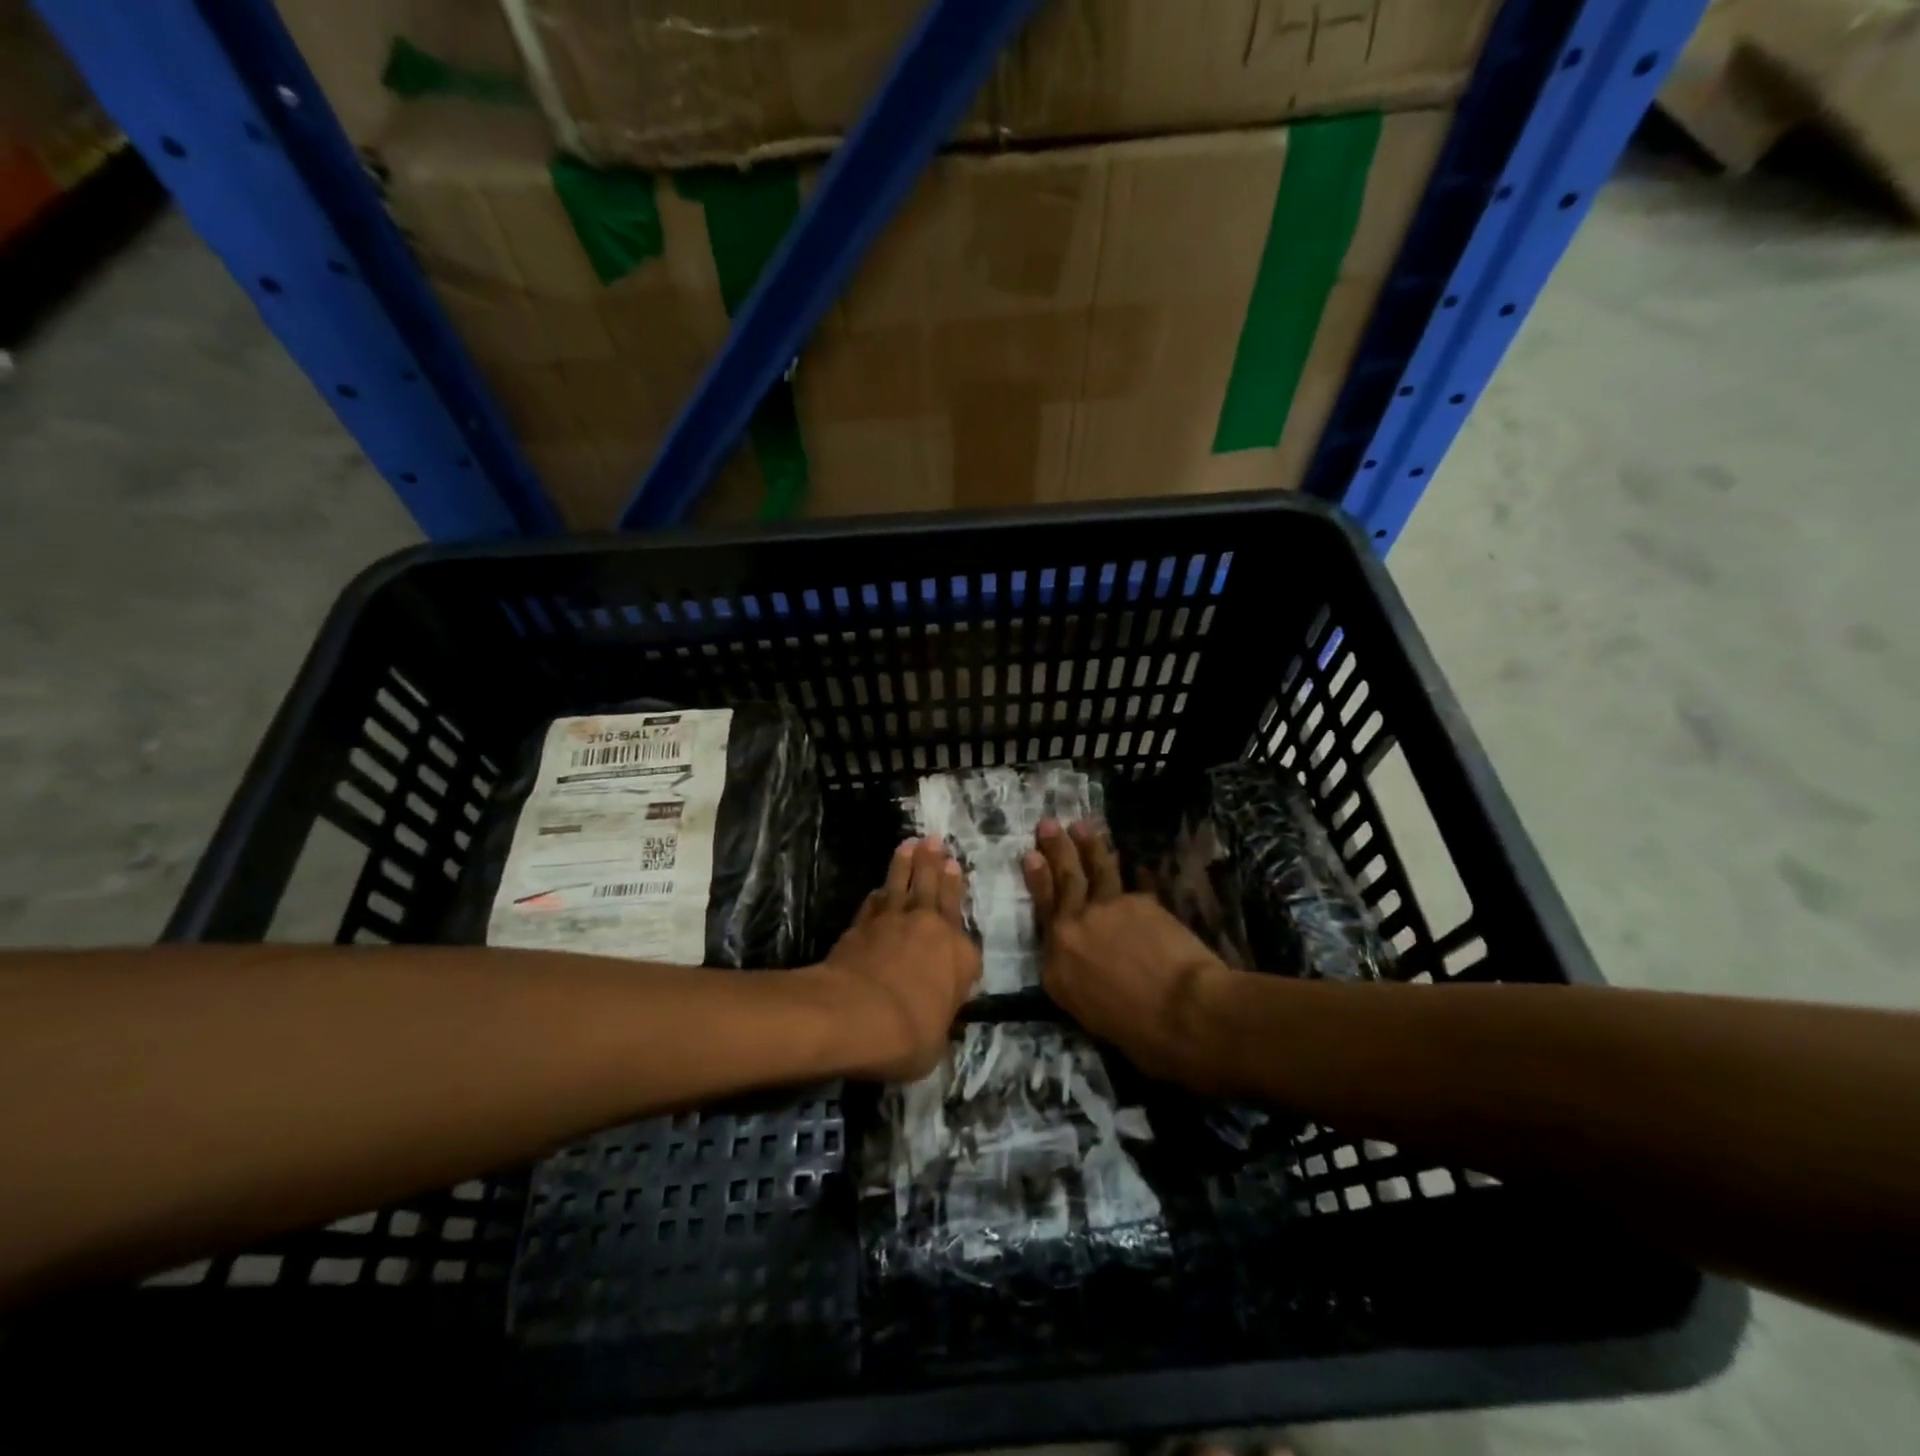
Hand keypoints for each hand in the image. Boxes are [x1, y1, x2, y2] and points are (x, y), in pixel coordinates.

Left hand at [822, 837, 981, 1080]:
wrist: (857, 1014)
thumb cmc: (909, 1034)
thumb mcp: (936, 1043)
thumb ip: (939, 1021)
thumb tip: (935, 1021)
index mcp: (960, 957)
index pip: (965, 931)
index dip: (958, 895)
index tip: (955, 870)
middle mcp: (932, 930)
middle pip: (935, 890)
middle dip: (935, 863)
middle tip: (935, 840)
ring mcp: (894, 923)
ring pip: (904, 885)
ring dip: (907, 864)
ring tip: (910, 843)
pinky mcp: (862, 926)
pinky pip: (874, 903)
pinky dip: (878, 892)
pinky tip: (879, 886)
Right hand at [1025, 819, 1236, 1092]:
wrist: (1184, 1013)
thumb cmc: (1141, 1036)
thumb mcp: (1093, 1018)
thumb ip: (1083, 983)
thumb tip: (1094, 970)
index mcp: (1055, 969)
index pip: (1042, 918)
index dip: (1037, 883)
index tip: (1032, 858)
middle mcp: (1071, 931)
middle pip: (1061, 882)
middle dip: (1054, 850)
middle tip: (1047, 825)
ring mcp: (1103, 910)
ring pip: (1093, 870)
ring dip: (1087, 844)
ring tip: (1080, 825)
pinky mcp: (1137, 901)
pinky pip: (1132, 880)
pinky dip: (1132, 870)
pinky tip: (1133, 860)